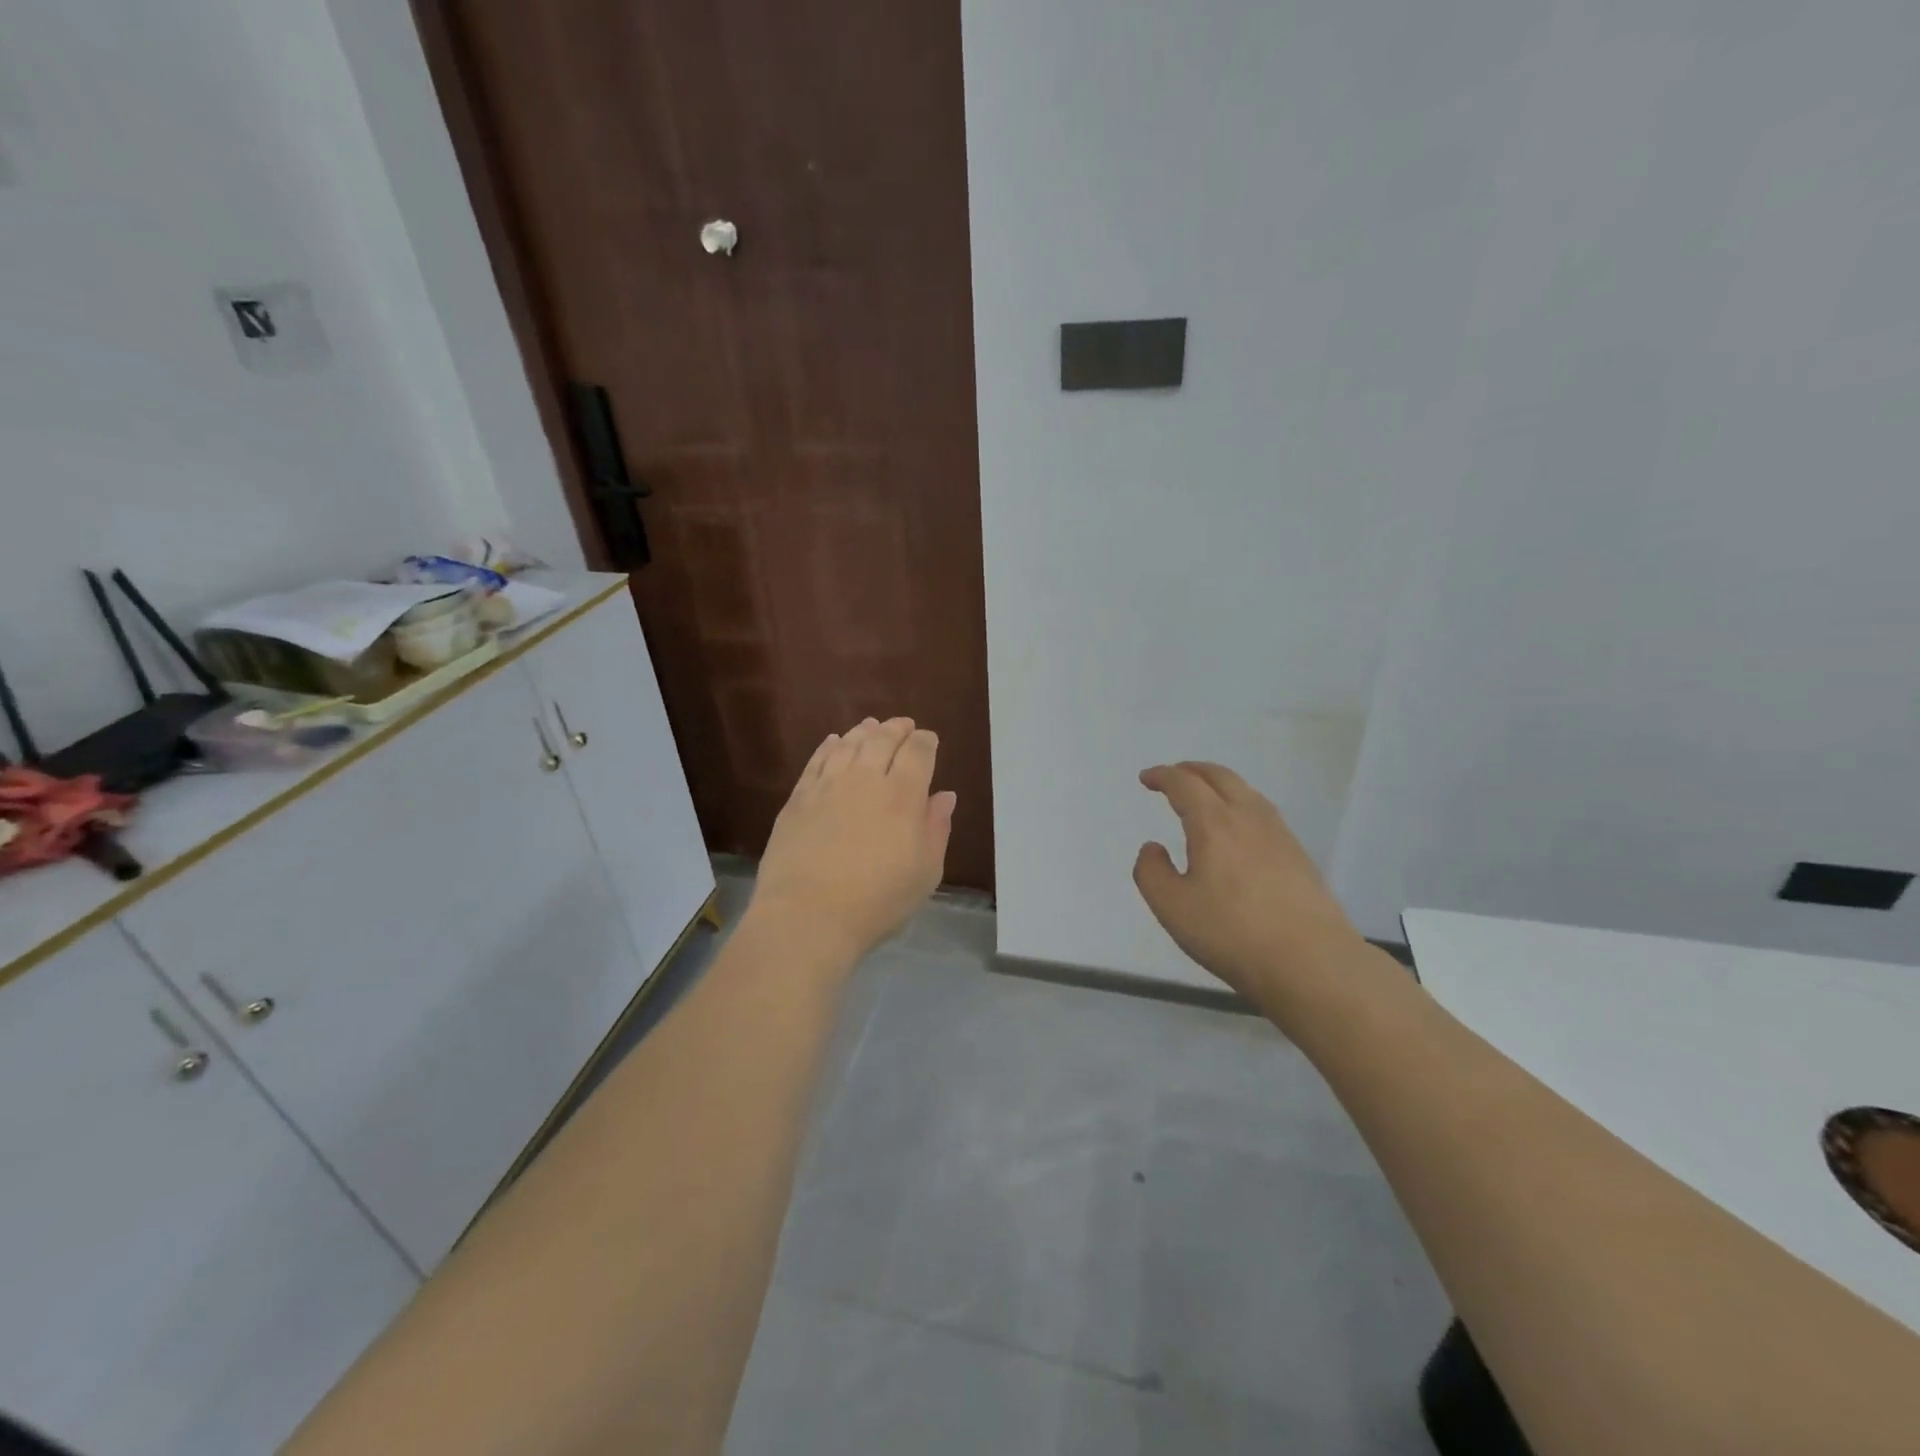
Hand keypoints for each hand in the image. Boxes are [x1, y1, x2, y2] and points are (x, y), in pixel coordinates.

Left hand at [750, 717, 956, 963]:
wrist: (808, 916)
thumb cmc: (877, 901)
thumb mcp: (925, 872)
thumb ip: (937, 829)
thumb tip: (945, 795)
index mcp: (903, 796)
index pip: (918, 752)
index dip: (925, 741)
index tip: (929, 740)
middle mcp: (866, 780)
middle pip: (882, 739)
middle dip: (896, 728)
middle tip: (903, 725)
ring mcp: (828, 786)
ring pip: (849, 744)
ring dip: (863, 731)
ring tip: (871, 726)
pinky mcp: (798, 798)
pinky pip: (816, 761)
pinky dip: (829, 746)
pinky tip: (833, 742)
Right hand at [1133, 761, 1363, 1007]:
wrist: (1311, 962)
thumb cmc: (1232, 933)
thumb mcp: (1172, 907)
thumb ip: (1151, 872)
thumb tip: (1153, 848)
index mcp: (1213, 823)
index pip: (1184, 784)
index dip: (1162, 776)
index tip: (1146, 779)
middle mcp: (1248, 818)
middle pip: (1220, 777)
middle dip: (1192, 770)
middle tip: (1173, 776)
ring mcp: (1279, 835)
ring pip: (1246, 792)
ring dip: (1219, 784)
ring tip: (1205, 796)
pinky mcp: (1298, 856)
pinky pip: (1263, 812)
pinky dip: (1241, 804)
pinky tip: (1239, 828)